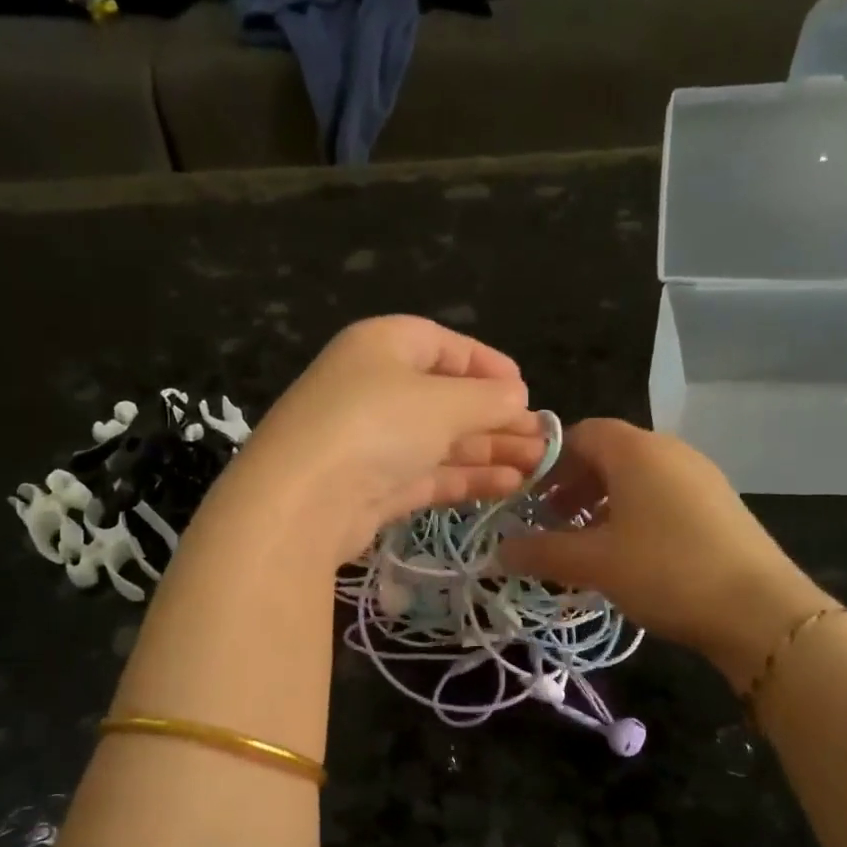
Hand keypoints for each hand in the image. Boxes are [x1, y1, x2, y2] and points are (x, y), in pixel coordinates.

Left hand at [226, 316, 543, 563]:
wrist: (304, 502)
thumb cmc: (377, 426)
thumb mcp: (443, 402)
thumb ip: (488, 398)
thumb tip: (518, 397)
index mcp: (383, 346)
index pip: (443, 344)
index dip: (486, 365)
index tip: (524, 390)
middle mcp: (375, 388)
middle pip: (446, 398)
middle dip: (497, 418)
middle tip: (542, 439)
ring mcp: (372, 441)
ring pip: (441, 440)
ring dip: (489, 451)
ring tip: (537, 467)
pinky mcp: (374, 487)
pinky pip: (429, 474)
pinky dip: (466, 478)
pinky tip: (507, 485)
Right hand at [497, 419, 832, 682]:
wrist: (760, 611)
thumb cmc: (666, 571)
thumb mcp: (594, 563)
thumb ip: (541, 552)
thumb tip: (498, 550)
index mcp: (637, 451)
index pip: (581, 433)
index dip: (549, 462)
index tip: (527, 498)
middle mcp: (670, 452)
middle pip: (609, 454)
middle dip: (573, 485)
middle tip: (550, 523)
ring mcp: (700, 477)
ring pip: (637, 478)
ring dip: (602, 503)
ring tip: (585, 543)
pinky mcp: (718, 506)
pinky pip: (662, 497)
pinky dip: (634, 515)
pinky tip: (627, 555)